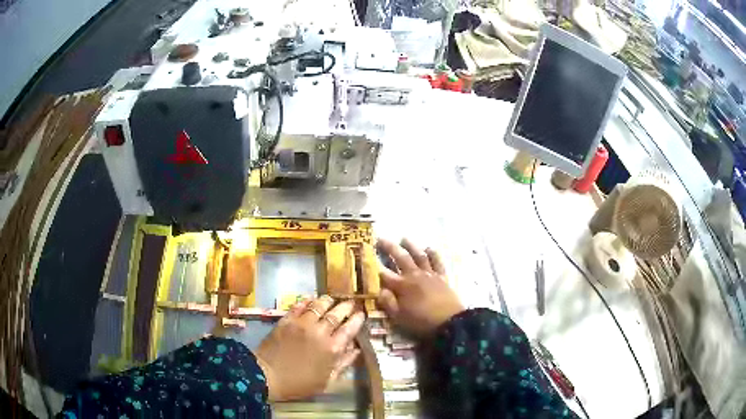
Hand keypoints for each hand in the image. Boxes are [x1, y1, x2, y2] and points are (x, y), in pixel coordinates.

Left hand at [254, 295, 364, 401]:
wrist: (267, 376)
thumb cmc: (299, 383)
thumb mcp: (327, 381)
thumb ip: (343, 364)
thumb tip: (356, 350)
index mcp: (332, 349)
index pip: (349, 329)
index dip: (357, 319)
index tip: (361, 314)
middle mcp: (320, 332)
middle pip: (336, 313)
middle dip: (346, 306)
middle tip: (350, 303)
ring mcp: (302, 324)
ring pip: (319, 305)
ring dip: (328, 301)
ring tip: (332, 299)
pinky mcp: (287, 320)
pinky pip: (299, 305)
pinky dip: (307, 300)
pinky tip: (311, 299)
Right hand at [377, 238, 464, 336]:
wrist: (449, 322)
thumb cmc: (421, 322)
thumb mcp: (399, 317)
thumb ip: (387, 302)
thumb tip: (378, 290)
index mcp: (402, 286)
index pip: (383, 273)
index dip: (373, 264)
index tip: (365, 256)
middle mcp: (414, 275)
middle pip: (400, 258)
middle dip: (389, 247)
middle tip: (381, 238)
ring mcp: (430, 274)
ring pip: (419, 256)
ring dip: (411, 246)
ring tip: (404, 238)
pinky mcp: (442, 277)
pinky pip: (437, 262)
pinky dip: (433, 254)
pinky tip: (429, 248)